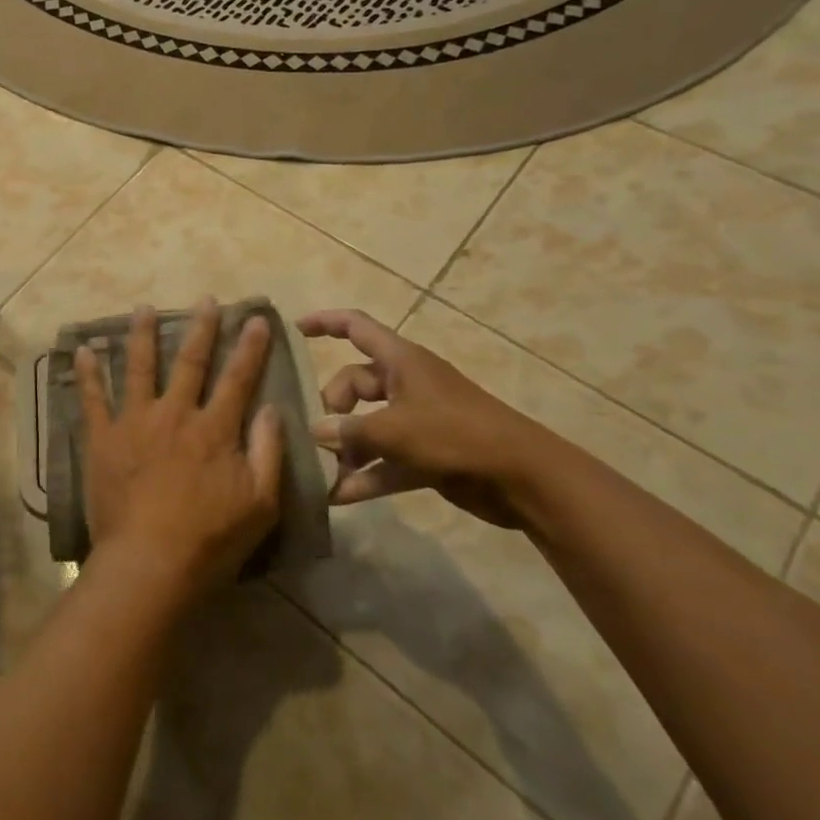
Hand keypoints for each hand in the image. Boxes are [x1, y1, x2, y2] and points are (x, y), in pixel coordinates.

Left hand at [74, 299, 283, 603]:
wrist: (149, 562)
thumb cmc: (211, 539)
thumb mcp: (261, 504)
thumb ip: (268, 452)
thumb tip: (271, 408)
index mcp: (214, 429)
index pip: (238, 378)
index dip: (250, 348)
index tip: (256, 318)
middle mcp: (175, 414)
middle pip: (190, 362)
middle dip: (201, 328)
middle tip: (205, 300)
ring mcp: (135, 422)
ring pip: (139, 368)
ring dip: (142, 335)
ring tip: (144, 308)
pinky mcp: (103, 438)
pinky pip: (93, 399)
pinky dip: (88, 374)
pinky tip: (83, 351)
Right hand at [297, 308, 571, 528]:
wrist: (524, 478)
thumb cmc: (457, 435)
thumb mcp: (396, 429)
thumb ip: (350, 430)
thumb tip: (315, 431)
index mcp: (401, 361)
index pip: (356, 327)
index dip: (326, 322)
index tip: (296, 330)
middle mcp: (406, 385)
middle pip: (354, 383)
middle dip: (333, 407)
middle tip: (319, 435)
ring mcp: (417, 420)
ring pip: (368, 424)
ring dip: (346, 448)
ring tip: (322, 471)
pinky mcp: (426, 454)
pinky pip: (385, 460)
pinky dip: (366, 475)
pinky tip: (340, 497)